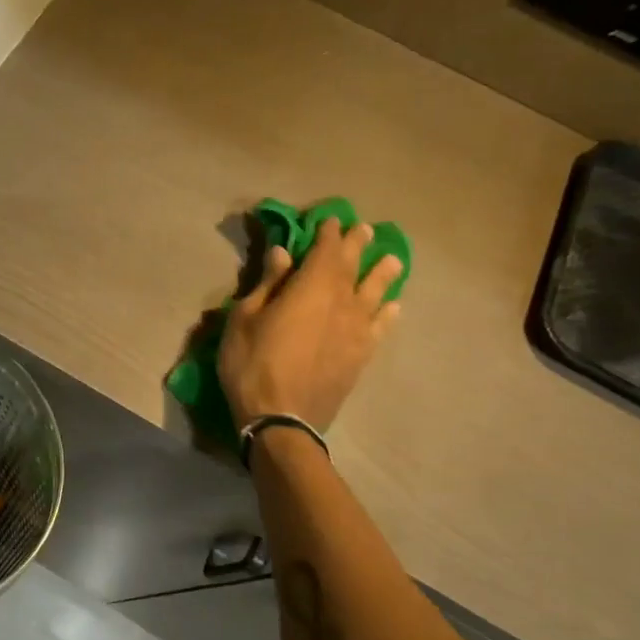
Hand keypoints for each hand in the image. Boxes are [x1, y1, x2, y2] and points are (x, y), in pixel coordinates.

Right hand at [218, 218, 402, 432]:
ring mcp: (356, 331)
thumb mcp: (245, 319)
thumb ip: (268, 284)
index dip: (327, 234)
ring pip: (375, 294)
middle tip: (364, 230)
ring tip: (392, 260)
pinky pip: (380, 328)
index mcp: (310, 288)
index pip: (325, 251)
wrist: (281, 419)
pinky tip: (393, 307)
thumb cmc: (252, 364)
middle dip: (356, 246)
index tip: (329, 220)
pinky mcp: (361, 356)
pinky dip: (388, 314)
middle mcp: (341, 303)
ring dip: (382, 274)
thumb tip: (283, 253)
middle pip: (352, 267)